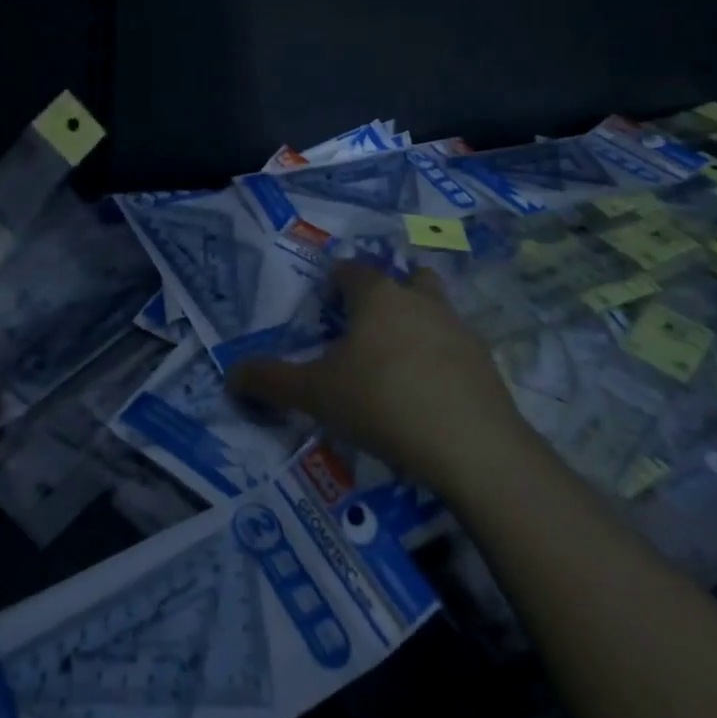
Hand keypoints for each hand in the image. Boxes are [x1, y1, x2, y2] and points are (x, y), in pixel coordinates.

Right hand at [227, 260, 529, 484]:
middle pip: (405, 278)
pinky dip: (441, 358)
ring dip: (417, 321)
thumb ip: (270, 381)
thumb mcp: (314, 395)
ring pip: (435, 308)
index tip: (325, 307)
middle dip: (386, 293)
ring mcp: (459, 329)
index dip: (334, 282)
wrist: (473, 447)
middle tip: (366, 328)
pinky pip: (456, 347)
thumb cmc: (382, 403)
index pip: (351, 270)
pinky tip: (429, 394)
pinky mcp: (486, 363)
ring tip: (397, 361)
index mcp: (377, 296)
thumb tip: (231, 374)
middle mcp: (420, 301)